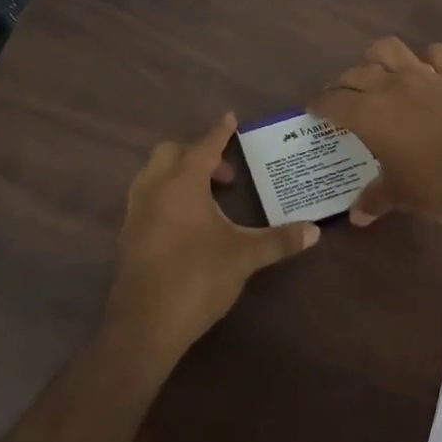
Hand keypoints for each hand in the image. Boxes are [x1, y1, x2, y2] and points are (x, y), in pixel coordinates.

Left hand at [109, 112, 320, 360]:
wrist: (145, 324)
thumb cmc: (197, 278)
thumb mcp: (244, 257)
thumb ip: (278, 240)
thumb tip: (315, 231)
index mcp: (182, 183)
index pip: (204, 146)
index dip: (219, 132)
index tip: (230, 118)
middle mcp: (154, 189)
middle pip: (171, 153)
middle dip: (197, 154)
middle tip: (226, 176)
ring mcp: (135, 213)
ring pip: (153, 175)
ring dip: (177, 175)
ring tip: (206, 198)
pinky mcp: (127, 236)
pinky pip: (146, 200)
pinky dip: (165, 197)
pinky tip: (185, 224)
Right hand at [310, 38, 441, 226]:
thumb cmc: (441, 187)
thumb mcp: (402, 197)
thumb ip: (375, 199)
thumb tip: (356, 216)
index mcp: (370, 114)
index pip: (332, 101)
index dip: (319, 105)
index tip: (313, 111)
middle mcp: (392, 87)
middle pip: (356, 73)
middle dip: (343, 84)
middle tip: (344, 101)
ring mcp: (427, 77)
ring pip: (390, 49)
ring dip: (377, 58)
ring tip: (379, 76)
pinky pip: (439, 53)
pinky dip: (429, 58)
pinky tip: (429, 72)